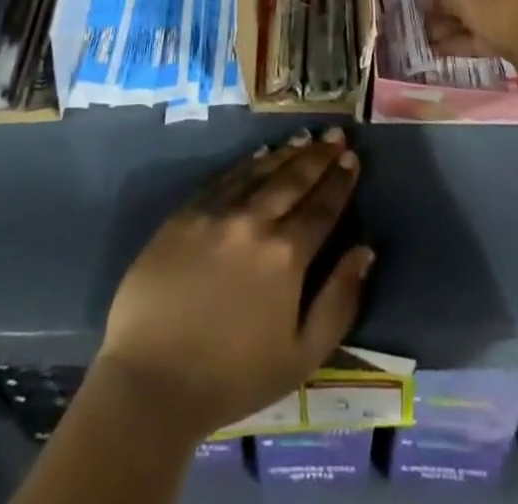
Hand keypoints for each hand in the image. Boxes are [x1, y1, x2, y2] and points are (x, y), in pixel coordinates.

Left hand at [96, 130, 373, 442]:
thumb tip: (365, 252)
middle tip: (336, 136)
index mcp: (286, 256)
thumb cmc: (233, 377)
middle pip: (293, 180)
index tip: (352, 158)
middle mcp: (254, 222)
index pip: (322, 207)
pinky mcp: (185, 214)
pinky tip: (259, 156)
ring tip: (305, 138)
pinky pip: (224, 179)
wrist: (152, 382)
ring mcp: (216, 213)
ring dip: (286, 153)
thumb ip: (339, 301)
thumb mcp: (302, 356)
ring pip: (260, 172)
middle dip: (318, 156)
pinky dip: (247, 164)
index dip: (340, 181)